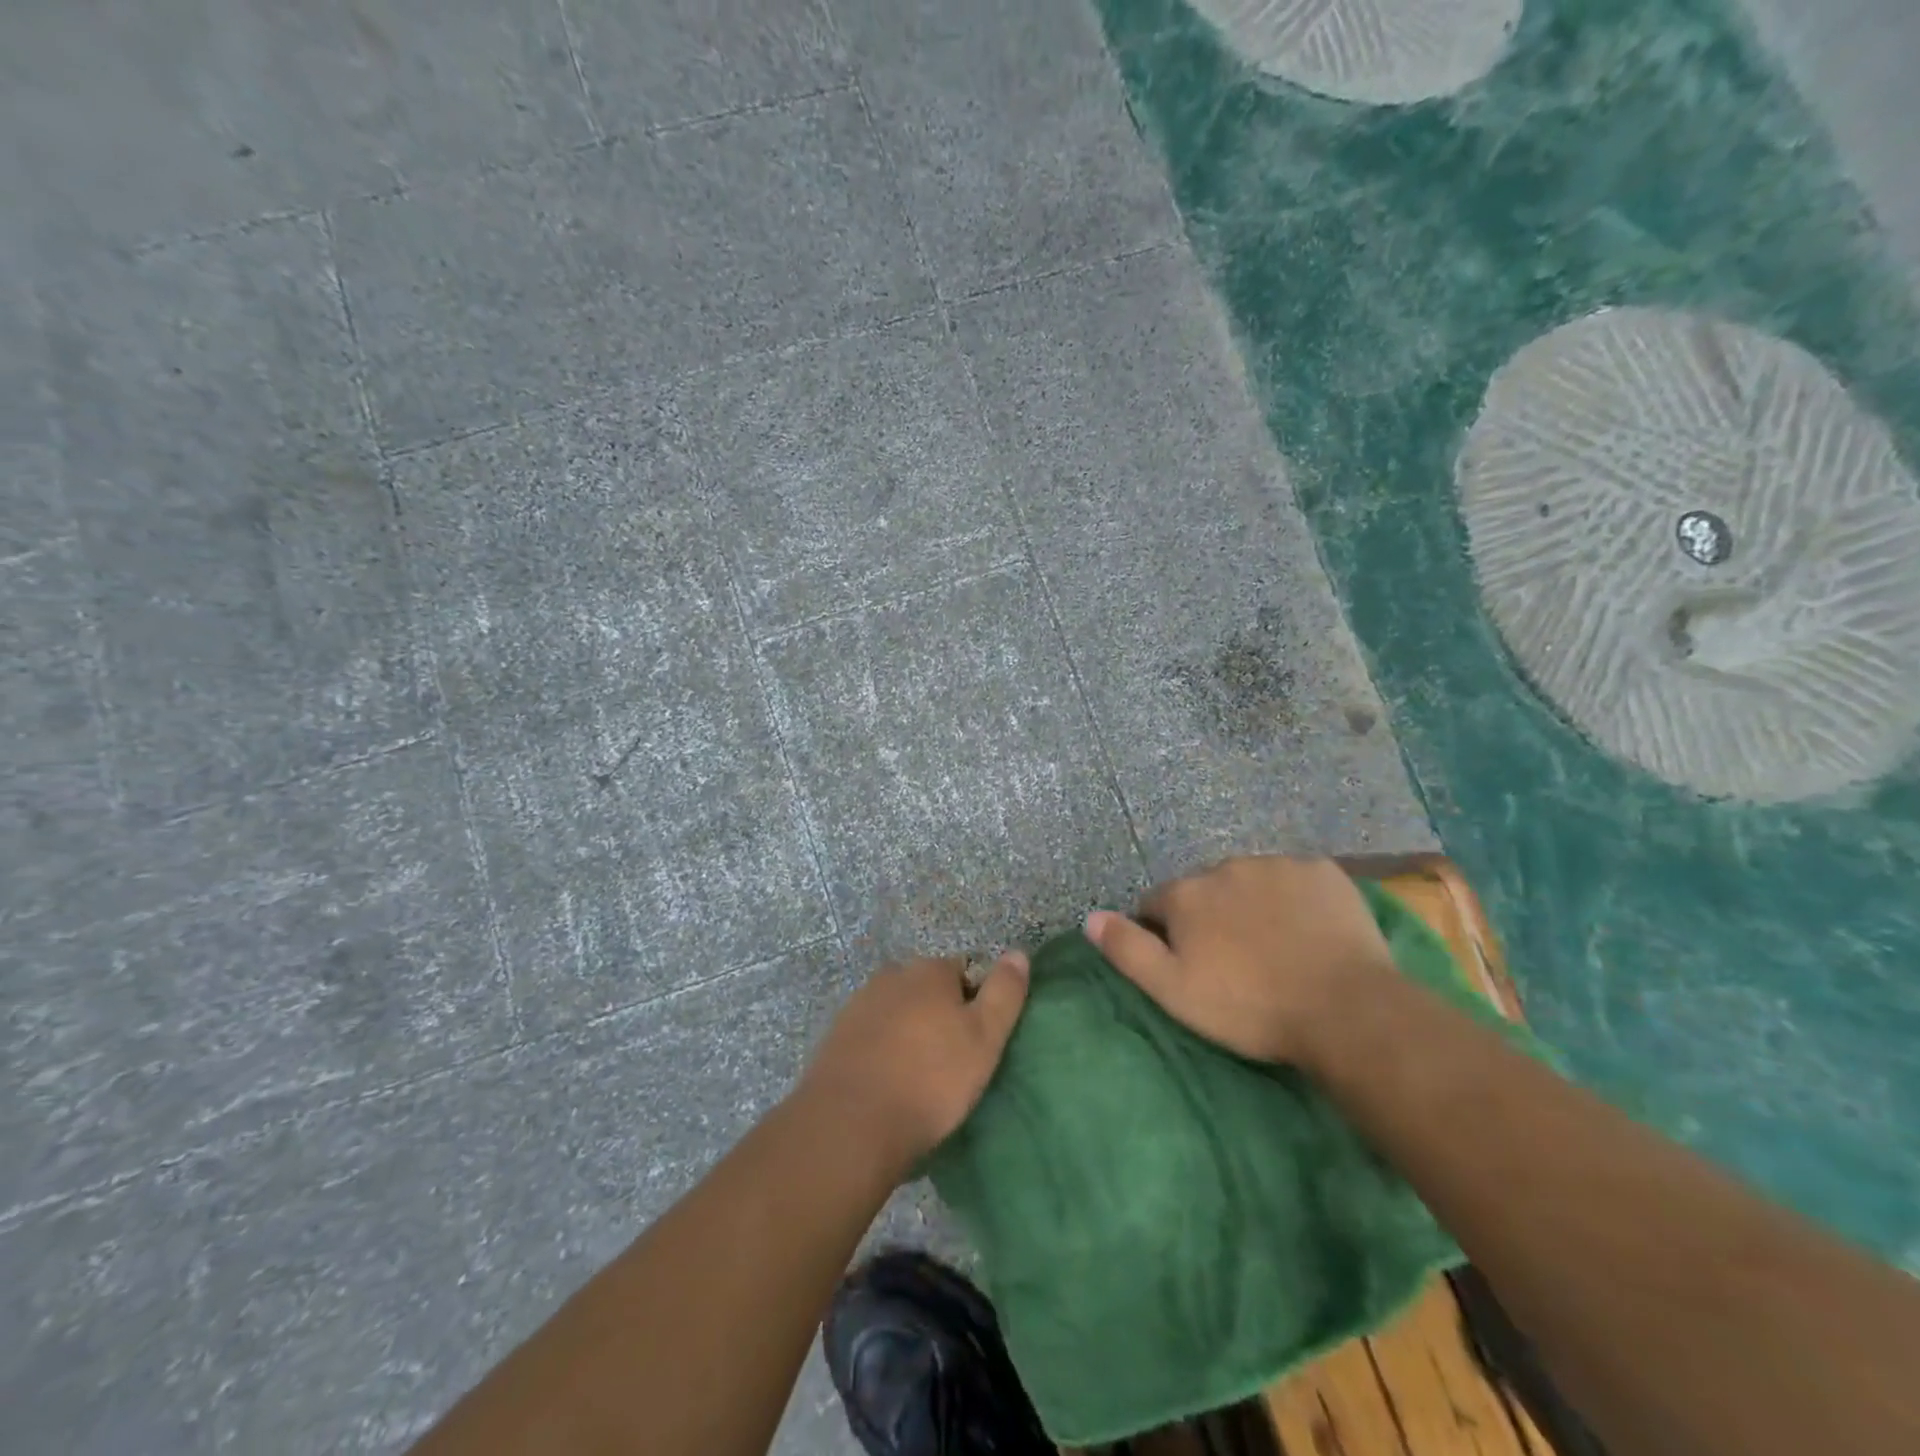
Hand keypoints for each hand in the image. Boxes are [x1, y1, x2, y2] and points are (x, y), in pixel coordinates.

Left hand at [796, 952, 1029, 1177]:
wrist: (851, 1123)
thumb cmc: (930, 1079)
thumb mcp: (984, 1038)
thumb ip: (1004, 993)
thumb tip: (1019, 953)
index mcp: (929, 970)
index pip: (963, 972)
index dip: (975, 1003)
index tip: (977, 1041)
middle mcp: (892, 975)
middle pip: (927, 989)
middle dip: (939, 1015)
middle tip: (950, 1061)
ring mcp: (858, 1004)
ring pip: (897, 1011)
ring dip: (909, 1032)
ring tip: (918, 1078)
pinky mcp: (836, 1036)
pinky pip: (872, 1035)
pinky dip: (882, 1050)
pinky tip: (887, 1083)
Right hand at [1085, 855, 1394, 1066]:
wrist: (1346, 1009)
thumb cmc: (1250, 1007)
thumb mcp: (1174, 990)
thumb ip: (1127, 949)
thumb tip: (1090, 917)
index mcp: (1187, 893)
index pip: (1156, 903)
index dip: (1165, 933)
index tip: (1189, 964)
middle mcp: (1225, 867)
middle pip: (1205, 889)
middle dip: (1210, 915)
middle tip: (1235, 961)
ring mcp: (1277, 864)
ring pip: (1250, 881)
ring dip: (1251, 904)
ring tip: (1276, 948)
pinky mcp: (1323, 872)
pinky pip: (1296, 880)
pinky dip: (1295, 899)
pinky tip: (1310, 932)